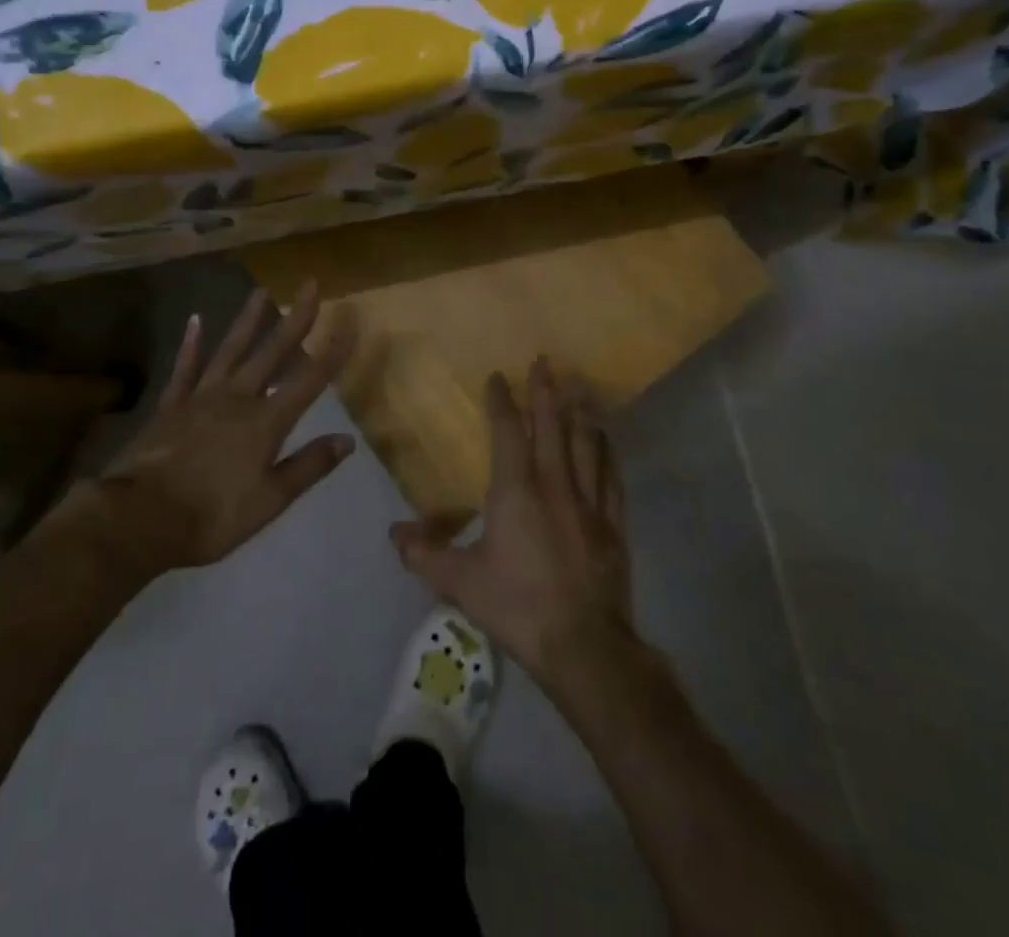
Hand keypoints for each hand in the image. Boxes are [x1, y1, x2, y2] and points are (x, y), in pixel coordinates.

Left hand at [87, 283, 354, 576]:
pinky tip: (196, 320)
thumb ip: (309, 466)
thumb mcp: (270, 500)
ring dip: (248, 320)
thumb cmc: (213, 515)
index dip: (332, 352)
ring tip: (261, 291)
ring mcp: (201, 397)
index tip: (350, 322)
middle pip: (272, 352)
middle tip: (310, 285)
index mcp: (266, 422)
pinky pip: (184, 367)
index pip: (309, 381)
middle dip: (295, 319)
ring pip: (230, 350)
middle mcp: (237, 398)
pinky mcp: (171, 405)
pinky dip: (191, 344)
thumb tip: (348, 439)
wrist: (141, 518)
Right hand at [391, 358, 635, 686]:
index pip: (508, 433)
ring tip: (577, 389)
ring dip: (579, 413)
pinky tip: (606, 440)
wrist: (584, 646)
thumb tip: (394, 533)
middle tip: (544, 362)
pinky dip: (606, 452)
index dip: (502, 402)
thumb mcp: (462, 583)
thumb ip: (425, 555)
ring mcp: (589, 502)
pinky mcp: (613, 524)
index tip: (498, 376)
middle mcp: (555, 484)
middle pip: (552, 426)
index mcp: (516, 491)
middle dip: (545, 391)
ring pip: (586, 444)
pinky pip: (611, 476)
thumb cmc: (518, 606)